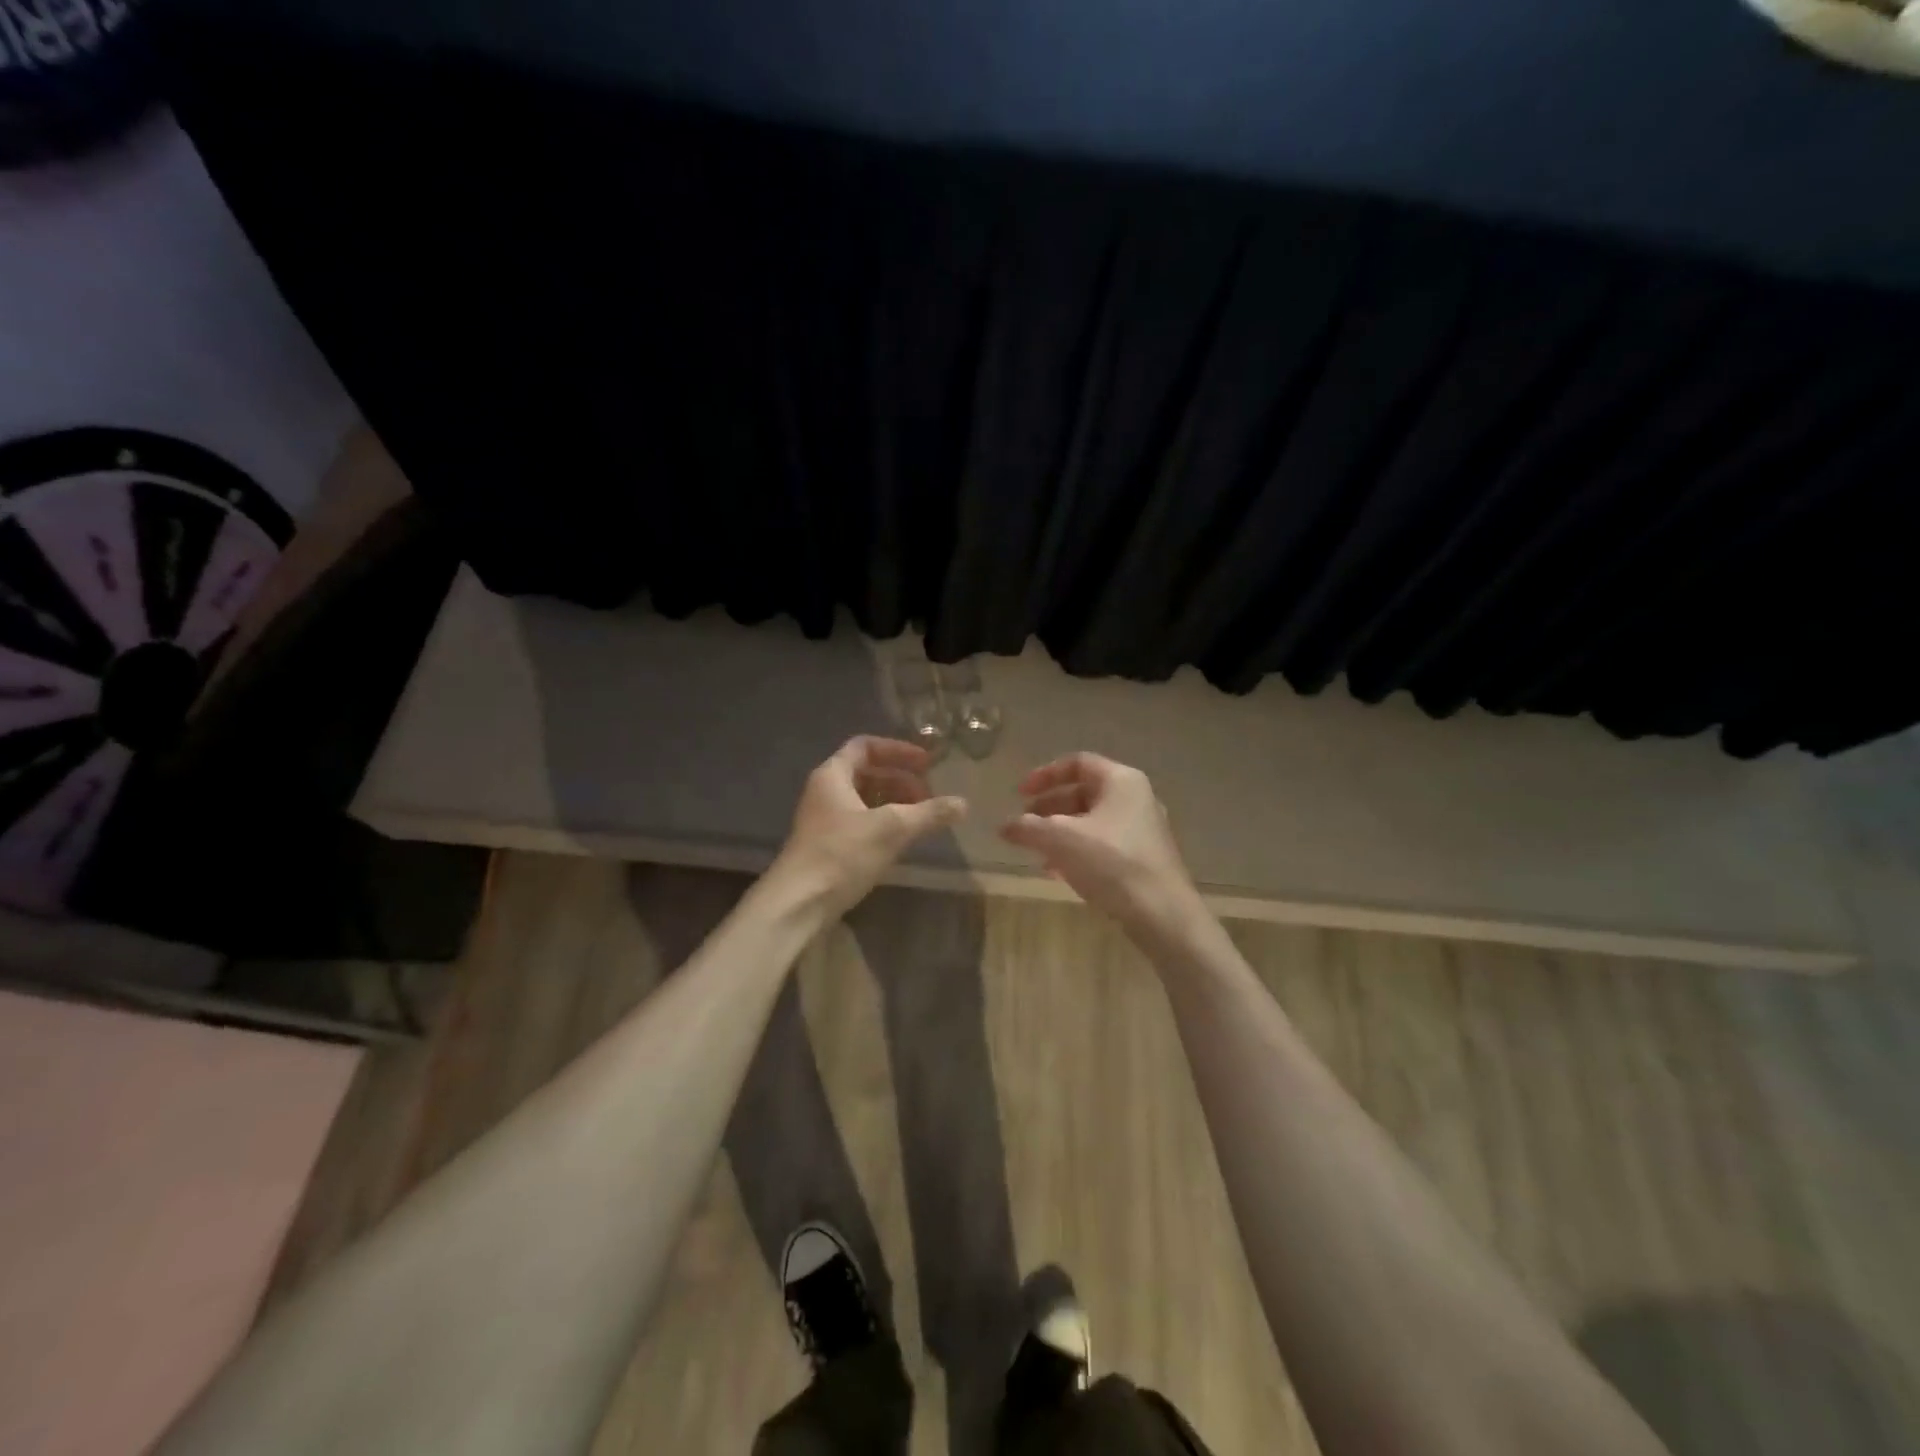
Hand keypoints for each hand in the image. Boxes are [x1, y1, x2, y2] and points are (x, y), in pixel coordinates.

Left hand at [768, 736, 966, 919]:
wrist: (798, 903)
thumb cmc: (842, 854)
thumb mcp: (892, 829)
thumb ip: (929, 813)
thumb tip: (964, 804)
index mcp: (833, 775)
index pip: (866, 746)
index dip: (898, 750)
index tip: (927, 763)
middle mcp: (826, 791)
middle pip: (867, 773)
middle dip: (901, 779)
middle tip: (930, 794)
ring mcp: (825, 820)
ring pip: (865, 800)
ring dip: (895, 803)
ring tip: (922, 817)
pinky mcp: (828, 845)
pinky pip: (861, 822)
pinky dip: (884, 823)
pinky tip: (903, 840)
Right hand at [1000, 753, 1204, 940]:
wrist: (1162, 914)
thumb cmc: (1111, 863)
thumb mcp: (1061, 839)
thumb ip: (1028, 828)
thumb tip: (1004, 826)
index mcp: (1121, 780)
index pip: (1077, 763)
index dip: (1044, 775)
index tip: (1020, 794)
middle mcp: (1136, 798)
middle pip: (1084, 792)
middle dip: (1049, 807)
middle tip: (1025, 825)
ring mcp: (1144, 829)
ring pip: (1092, 821)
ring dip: (1061, 832)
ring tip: (1037, 852)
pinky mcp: (1145, 858)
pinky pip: (1104, 843)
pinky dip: (1078, 850)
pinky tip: (1059, 872)